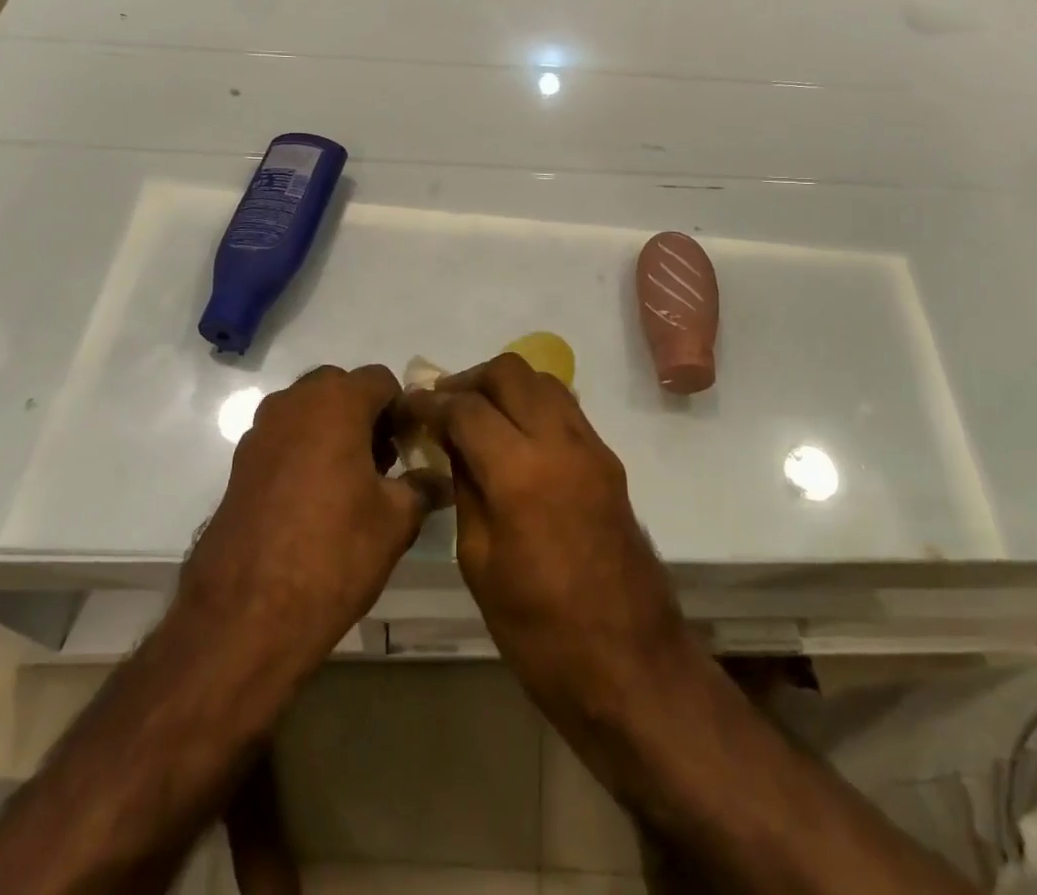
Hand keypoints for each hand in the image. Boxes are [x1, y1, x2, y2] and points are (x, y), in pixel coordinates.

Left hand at [183, 365, 443, 675]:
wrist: (246, 616)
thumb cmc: (333, 553)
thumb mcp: (396, 521)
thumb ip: (422, 487)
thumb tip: (436, 478)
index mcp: (337, 402)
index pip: (381, 380)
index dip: (402, 409)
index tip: (411, 447)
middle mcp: (294, 403)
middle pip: (340, 389)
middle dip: (365, 415)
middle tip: (383, 463)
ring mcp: (260, 432)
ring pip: (308, 412)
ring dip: (333, 431)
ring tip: (350, 484)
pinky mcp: (239, 465)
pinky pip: (283, 440)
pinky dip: (304, 453)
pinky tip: (315, 502)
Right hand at [402, 354, 694, 721]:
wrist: (629, 664)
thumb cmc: (539, 632)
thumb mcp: (479, 562)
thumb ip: (465, 489)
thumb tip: (451, 445)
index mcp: (520, 472)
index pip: (466, 407)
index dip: (430, 402)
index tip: (407, 406)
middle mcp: (560, 442)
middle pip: (510, 372)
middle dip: (470, 380)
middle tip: (443, 406)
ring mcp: (592, 446)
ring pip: (543, 380)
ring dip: (505, 386)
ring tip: (476, 416)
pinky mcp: (609, 459)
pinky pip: (565, 407)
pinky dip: (533, 404)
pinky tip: (513, 436)